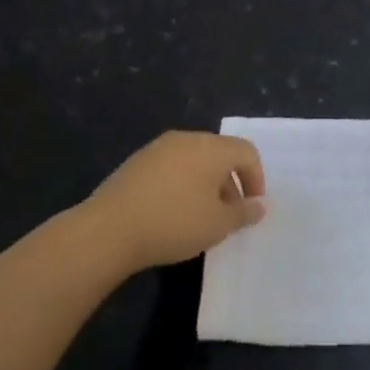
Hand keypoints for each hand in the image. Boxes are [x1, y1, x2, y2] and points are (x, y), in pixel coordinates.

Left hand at [83, 132, 265, 273]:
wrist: (109, 229)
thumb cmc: (174, 223)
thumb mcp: (218, 224)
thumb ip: (244, 213)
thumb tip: (260, 205)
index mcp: (211, 148)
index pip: (246, 152)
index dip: (256, 179)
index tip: (251, 208)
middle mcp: (186, 139)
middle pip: (220, 153)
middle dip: (230, 183)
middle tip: (228, 215)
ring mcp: (158, 148)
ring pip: (194, 160)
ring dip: (205, 184)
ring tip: (200, 216)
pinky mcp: (136, 162)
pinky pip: (171, 167)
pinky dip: (181, 184)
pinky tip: (172, 213)